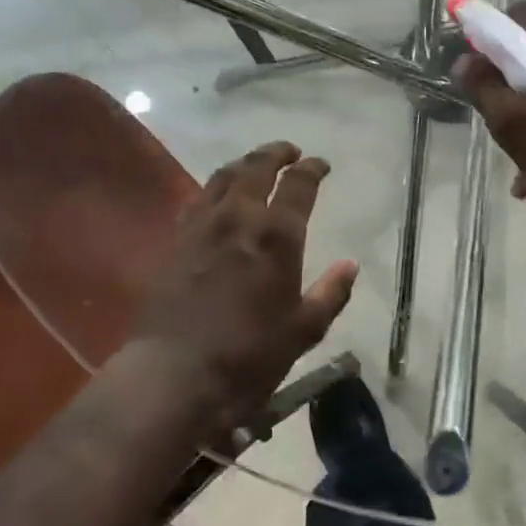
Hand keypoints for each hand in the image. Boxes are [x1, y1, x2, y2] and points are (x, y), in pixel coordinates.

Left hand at [132, 142, 357, 422]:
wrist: (177, 373)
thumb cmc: (251, 354)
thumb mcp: (305, 329)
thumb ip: (331, 292)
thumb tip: (351, 264)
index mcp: (277, 235)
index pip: (298, 184)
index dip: (312, 168)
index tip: (320, 164)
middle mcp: (238, 218)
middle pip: (256, 168)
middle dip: (275, 153)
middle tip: (289, 151)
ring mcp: (201, 226)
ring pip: (222, 177)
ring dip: (243, 165)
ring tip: (254, 165)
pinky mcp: (174, 242)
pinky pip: (196, 201)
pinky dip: (213, 190)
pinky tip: (215, 199)